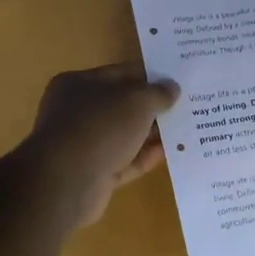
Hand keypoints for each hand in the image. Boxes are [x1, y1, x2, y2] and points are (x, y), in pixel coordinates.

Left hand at [21, 64, 179, 226]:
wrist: (68, 181)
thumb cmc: (100, 126)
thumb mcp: (137, 101)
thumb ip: (158, 93)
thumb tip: (172, 88)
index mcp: (77, 84)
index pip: (119, 74)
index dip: (148, 75)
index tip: (176, 79)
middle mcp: (76, 112)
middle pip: (121, 106)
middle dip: (152, 107)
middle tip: (186, 105)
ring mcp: (83, 145)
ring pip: (124, 135)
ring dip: (151, 133)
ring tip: (185, 129)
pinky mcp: (93, 174)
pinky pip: (124, 161)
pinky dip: (145, 157)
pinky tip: (171, 153)